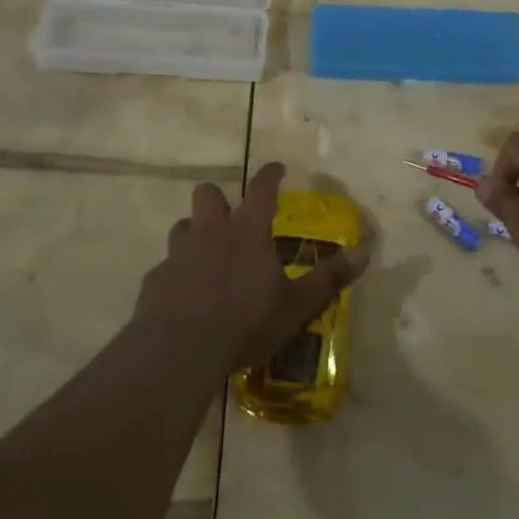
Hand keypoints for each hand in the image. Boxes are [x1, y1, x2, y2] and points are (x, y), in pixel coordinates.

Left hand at [133, 163, 367, 373]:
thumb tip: (364, 253)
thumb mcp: (296, 305)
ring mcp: (178, 254)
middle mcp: (210, 233)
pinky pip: (166, 267)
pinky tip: (183, 296)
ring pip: (182, 226)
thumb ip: (328, 279)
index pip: (261, 189)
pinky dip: (176, 274)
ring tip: (205, 255)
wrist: (179, 349)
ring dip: (194, 234)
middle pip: (208, 194)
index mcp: (247, 231)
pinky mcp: (155, 280)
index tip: (277, 168)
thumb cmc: (245, 322)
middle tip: (230, 216)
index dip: (270, 175)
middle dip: (219, 199)